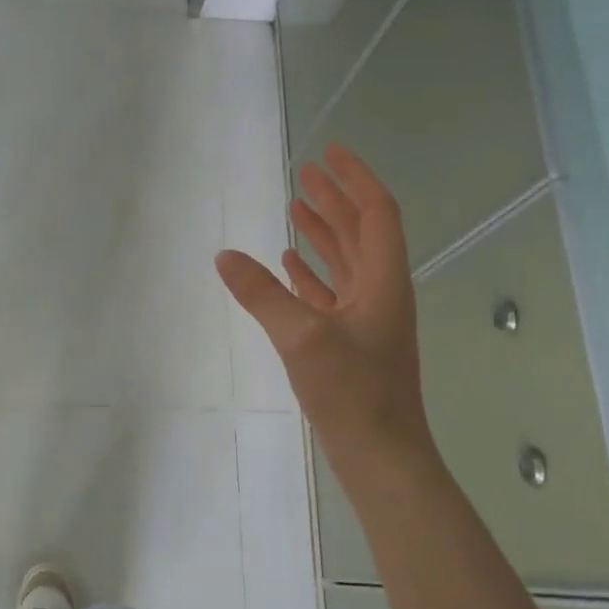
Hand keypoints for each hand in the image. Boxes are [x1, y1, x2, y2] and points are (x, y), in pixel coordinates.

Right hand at [216, 144, 433, 467]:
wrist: (381, 455)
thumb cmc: (353, 392)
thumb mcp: (302, 337)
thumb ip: (263, 294)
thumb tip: (225, 256)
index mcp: (383, 280)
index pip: (376, 212)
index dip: (355, 178)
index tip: (329, 153)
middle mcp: (380, 292)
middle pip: (360, 231)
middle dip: (334, 199)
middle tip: (304, 173)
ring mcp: (367, 319)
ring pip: (346, 261)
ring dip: (323, 232)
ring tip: (295, 207)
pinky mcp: (351, 342)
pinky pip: (331, 293)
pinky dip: (312, 273)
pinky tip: (290, 265)